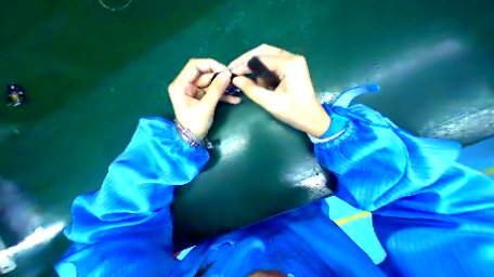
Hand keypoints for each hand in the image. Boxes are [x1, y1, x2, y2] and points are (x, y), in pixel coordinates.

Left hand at [168, 58, 241, 138]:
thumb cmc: (195, 124)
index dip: (210, 65)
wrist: (193, 138)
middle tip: (233, 81)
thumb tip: (227, 74)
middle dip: (220, 78)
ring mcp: (196, 92)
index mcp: (181, 85)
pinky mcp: (203, 98)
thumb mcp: (206, 106)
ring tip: (236, 90)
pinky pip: (213, 93)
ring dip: (224, 87)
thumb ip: (216, 89)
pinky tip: (235, 100)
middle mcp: (187, 86)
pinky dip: (223, 96)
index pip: (195, 66)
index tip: (225, 70)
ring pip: (211, 84)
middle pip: (205, 75)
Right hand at [229, 44, 329, 137]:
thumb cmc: (293, 112)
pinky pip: (273, 67)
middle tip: (235, 71)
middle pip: (264, 52)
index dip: (244, 64)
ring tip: (252, 84)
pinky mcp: (292, 70)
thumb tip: (236, 79)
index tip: (231, 72)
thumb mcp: (270, 102)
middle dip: (248, 62)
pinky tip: (263, 85)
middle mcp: (292, 58)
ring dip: (257, 71)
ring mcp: (293, 63)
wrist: (311, 119)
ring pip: (268, 59)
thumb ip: (252, 90)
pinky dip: (264, 75)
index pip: (261, 58)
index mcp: (289, 64)